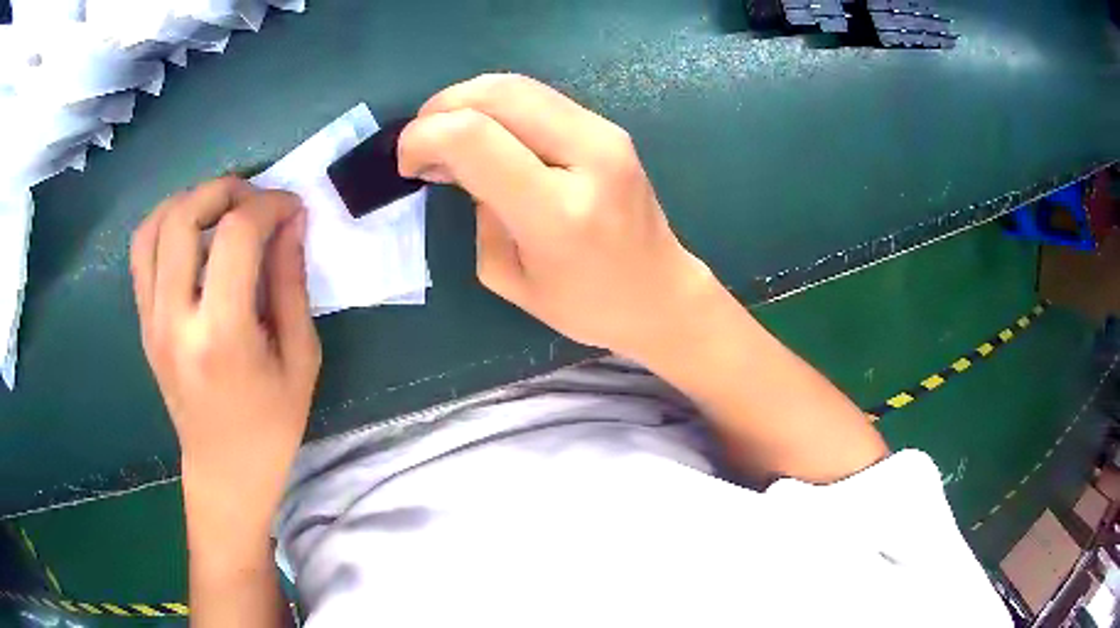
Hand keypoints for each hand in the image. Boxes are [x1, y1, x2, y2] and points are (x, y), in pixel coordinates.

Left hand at [129, 177, 320, 538]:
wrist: (224, 471)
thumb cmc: (271, 426)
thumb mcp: (300, 359)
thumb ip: (291, 284)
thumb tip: (291, 222)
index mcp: (221, 336)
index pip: (235, 236)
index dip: (268, 205)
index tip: (291, 208)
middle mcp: (174, 320)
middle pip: (182, 216)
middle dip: (223, 189)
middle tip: (253, 198)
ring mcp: (151, 320)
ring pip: (152, 227)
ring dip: (189, 200)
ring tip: (220, 208)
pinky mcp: (143, 323)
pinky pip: (142, 253)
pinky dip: (166, 225)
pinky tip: (193, 234)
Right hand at [399, 74, 715, 361]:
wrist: (661, 294)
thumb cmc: (586, 305)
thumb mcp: (510, 276)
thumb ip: (479, 212)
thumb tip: (463, 165)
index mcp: (557, 211)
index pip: (474, 137)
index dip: (424, 136)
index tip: (408, 163)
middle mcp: (587, 157)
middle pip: (497, 93)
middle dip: (442, 107)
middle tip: (421, 140)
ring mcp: (605, 135)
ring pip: (518, 85)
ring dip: (468, 100)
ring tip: (448, 135)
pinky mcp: (609, 129)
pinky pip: (539, 98)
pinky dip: (498, 106)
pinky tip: (487, 134)